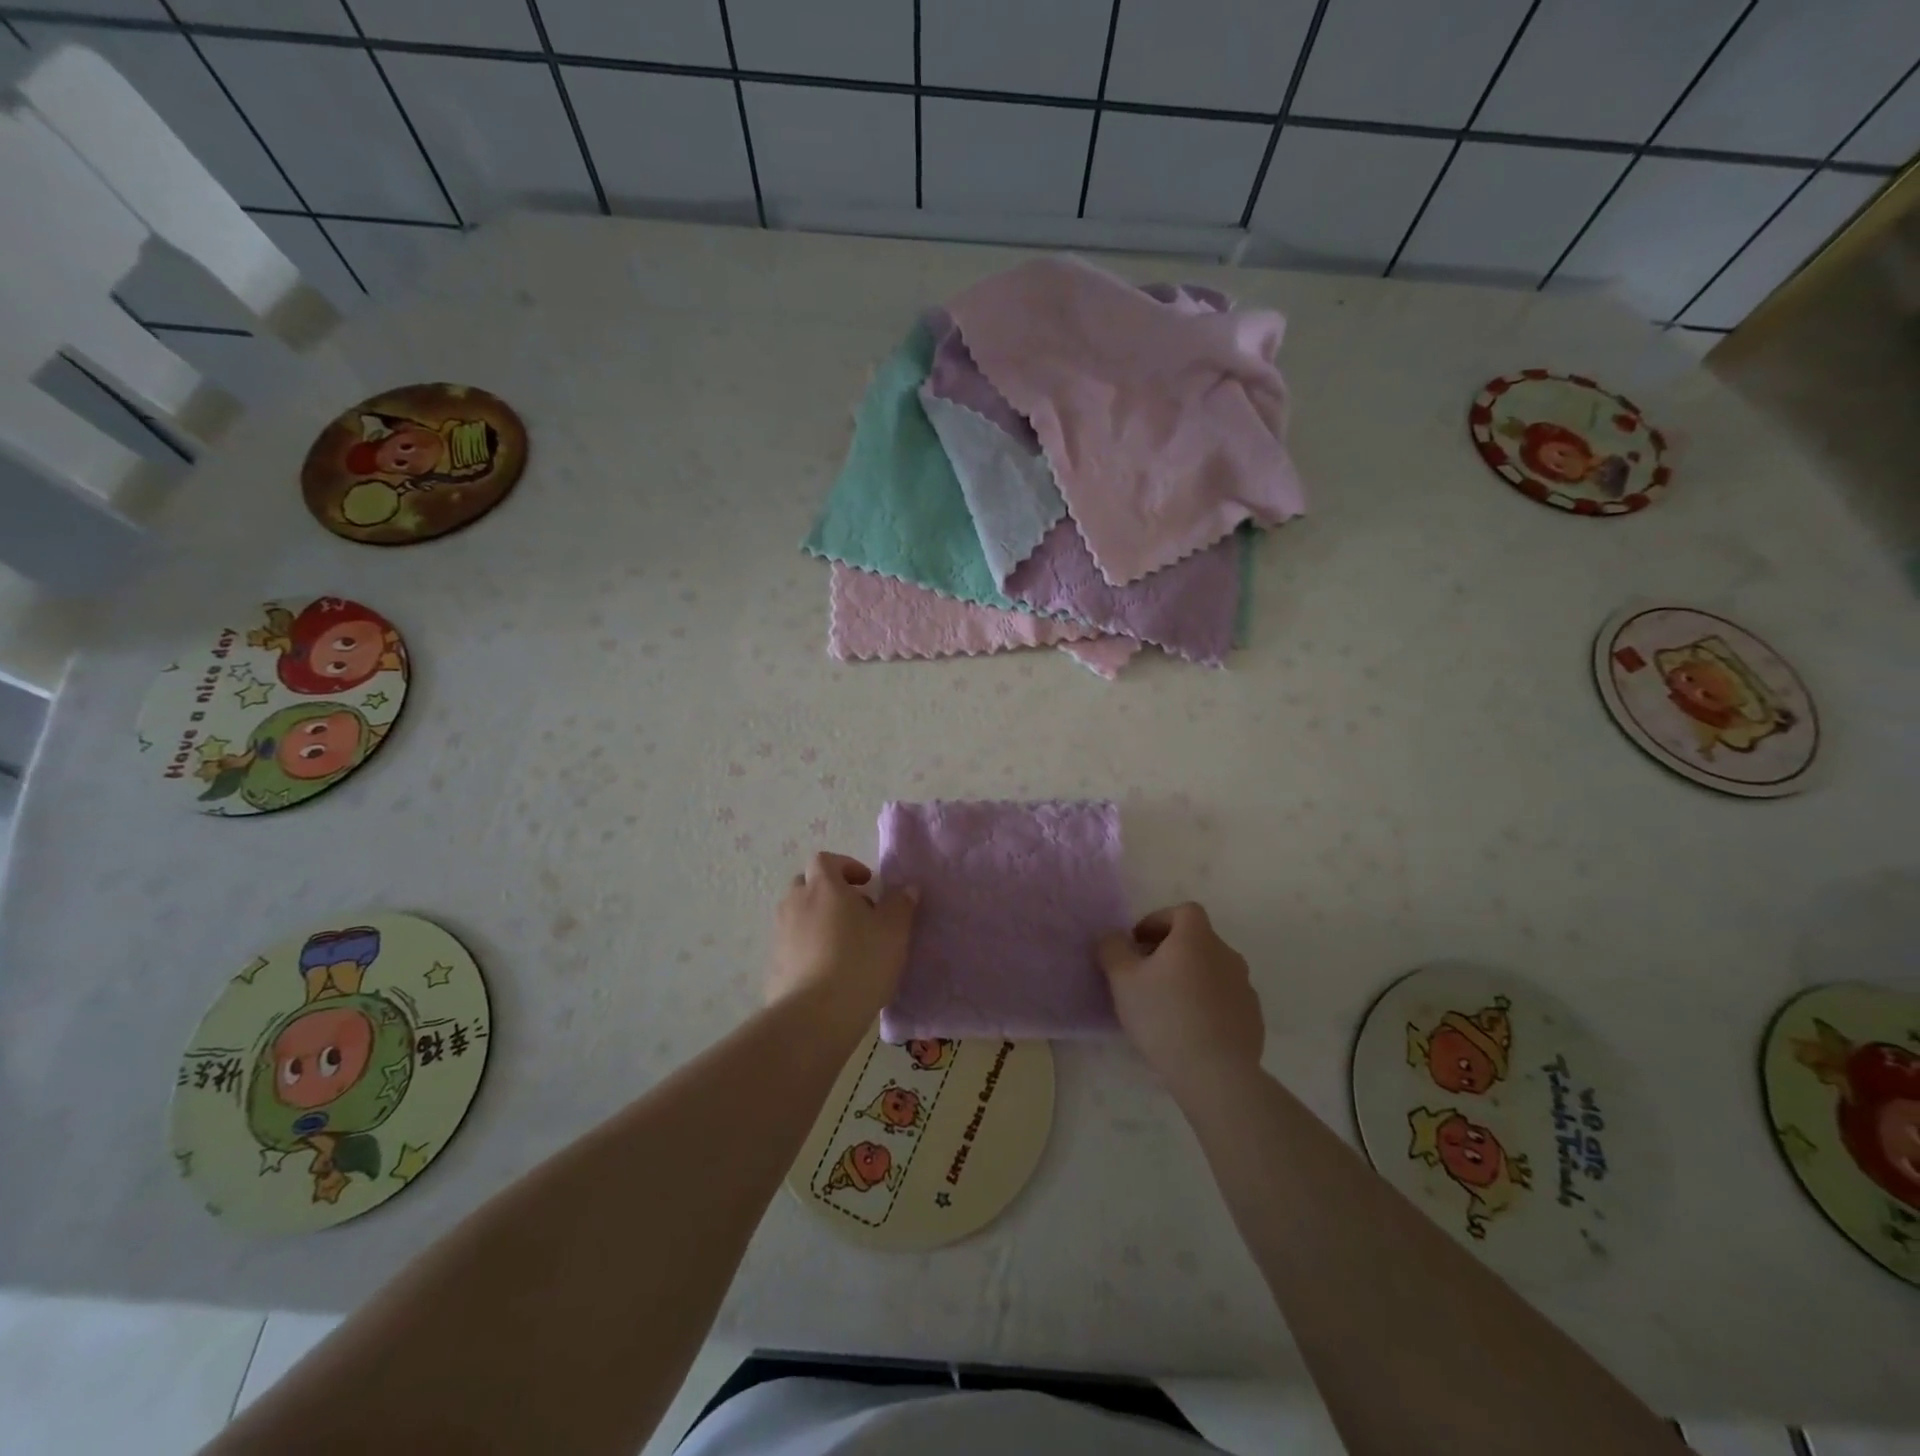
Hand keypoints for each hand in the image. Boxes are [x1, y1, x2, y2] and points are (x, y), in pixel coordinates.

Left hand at [769, 852, 917, 1032]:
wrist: (815, 1016)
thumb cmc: (860, 961)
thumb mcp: (894, 930)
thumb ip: (901, 904)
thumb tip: (907, 888)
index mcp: (823, 886)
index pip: (825, 860)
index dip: (846, 866)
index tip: (866, 883)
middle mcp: (795, 903)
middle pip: (807, 885)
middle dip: (829, 893)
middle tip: (856, 912)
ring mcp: (781, 934)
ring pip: (798, 915)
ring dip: (818, 921)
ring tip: (844, 945)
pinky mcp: (774, 965)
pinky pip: (793, 946)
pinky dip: (808, 949)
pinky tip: (829, 972)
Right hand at [1098, 903, 1264, 1093]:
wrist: (1216, 1074)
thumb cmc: (1164, 1016)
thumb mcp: (1122, 979)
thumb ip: (1112, 948)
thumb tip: (1113, 937)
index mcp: (1197, 938)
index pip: (1183, 911)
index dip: (1159, 920)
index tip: (1138, 943)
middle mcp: (1226, 954)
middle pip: (1197, 940)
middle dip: (1171, 950)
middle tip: (1146, 975)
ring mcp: (1245, 986)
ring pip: (1212, 970)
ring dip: (1190, 977)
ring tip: (1167, 1005)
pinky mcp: (1253, 1017)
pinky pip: (1225, 998)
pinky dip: (1208, 1003)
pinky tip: (1190, 1029)